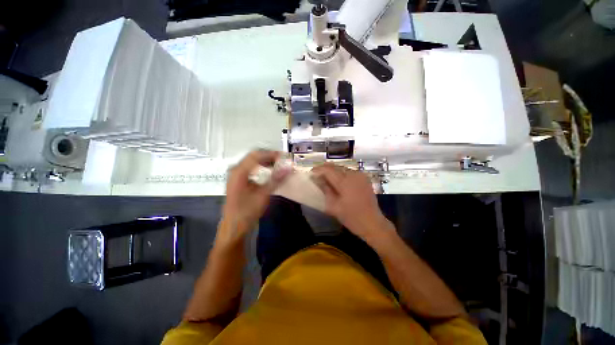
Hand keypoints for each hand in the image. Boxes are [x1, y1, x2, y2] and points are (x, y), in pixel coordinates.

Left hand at [220, 150, 288, 243]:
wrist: (234, 226)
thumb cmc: (247, 211)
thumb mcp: (263, 195)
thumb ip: (276, 179)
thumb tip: (289, 167)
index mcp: (239, 171)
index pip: (256, 155)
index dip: (271, 154)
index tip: (284, 157)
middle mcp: (236, 170)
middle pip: (254, 156)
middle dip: (270, 157)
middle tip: (283, 161)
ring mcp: (236, 174)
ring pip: (253, 162)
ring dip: (266, 162)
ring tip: (279, 165)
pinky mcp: (238, 180)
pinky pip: (251, 168)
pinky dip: (262, 167)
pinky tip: (269, 172)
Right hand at [311, 163, 393, 242]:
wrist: (373, 223)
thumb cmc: (351, 217)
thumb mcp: (333, 206)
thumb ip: (325, 190)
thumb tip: (317, 179)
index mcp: (345, 181)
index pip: (328, 169)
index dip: (318, 169)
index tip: (311, 173)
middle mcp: (353, 174)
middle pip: (335, 166)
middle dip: (325, 169)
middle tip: (317, 176)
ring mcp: (360, 175)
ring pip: (342, 168)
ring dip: (333, 171)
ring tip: (326, 179)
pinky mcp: (364, 178)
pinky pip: (349, 172)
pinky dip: (341, 174)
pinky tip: (337, 182)